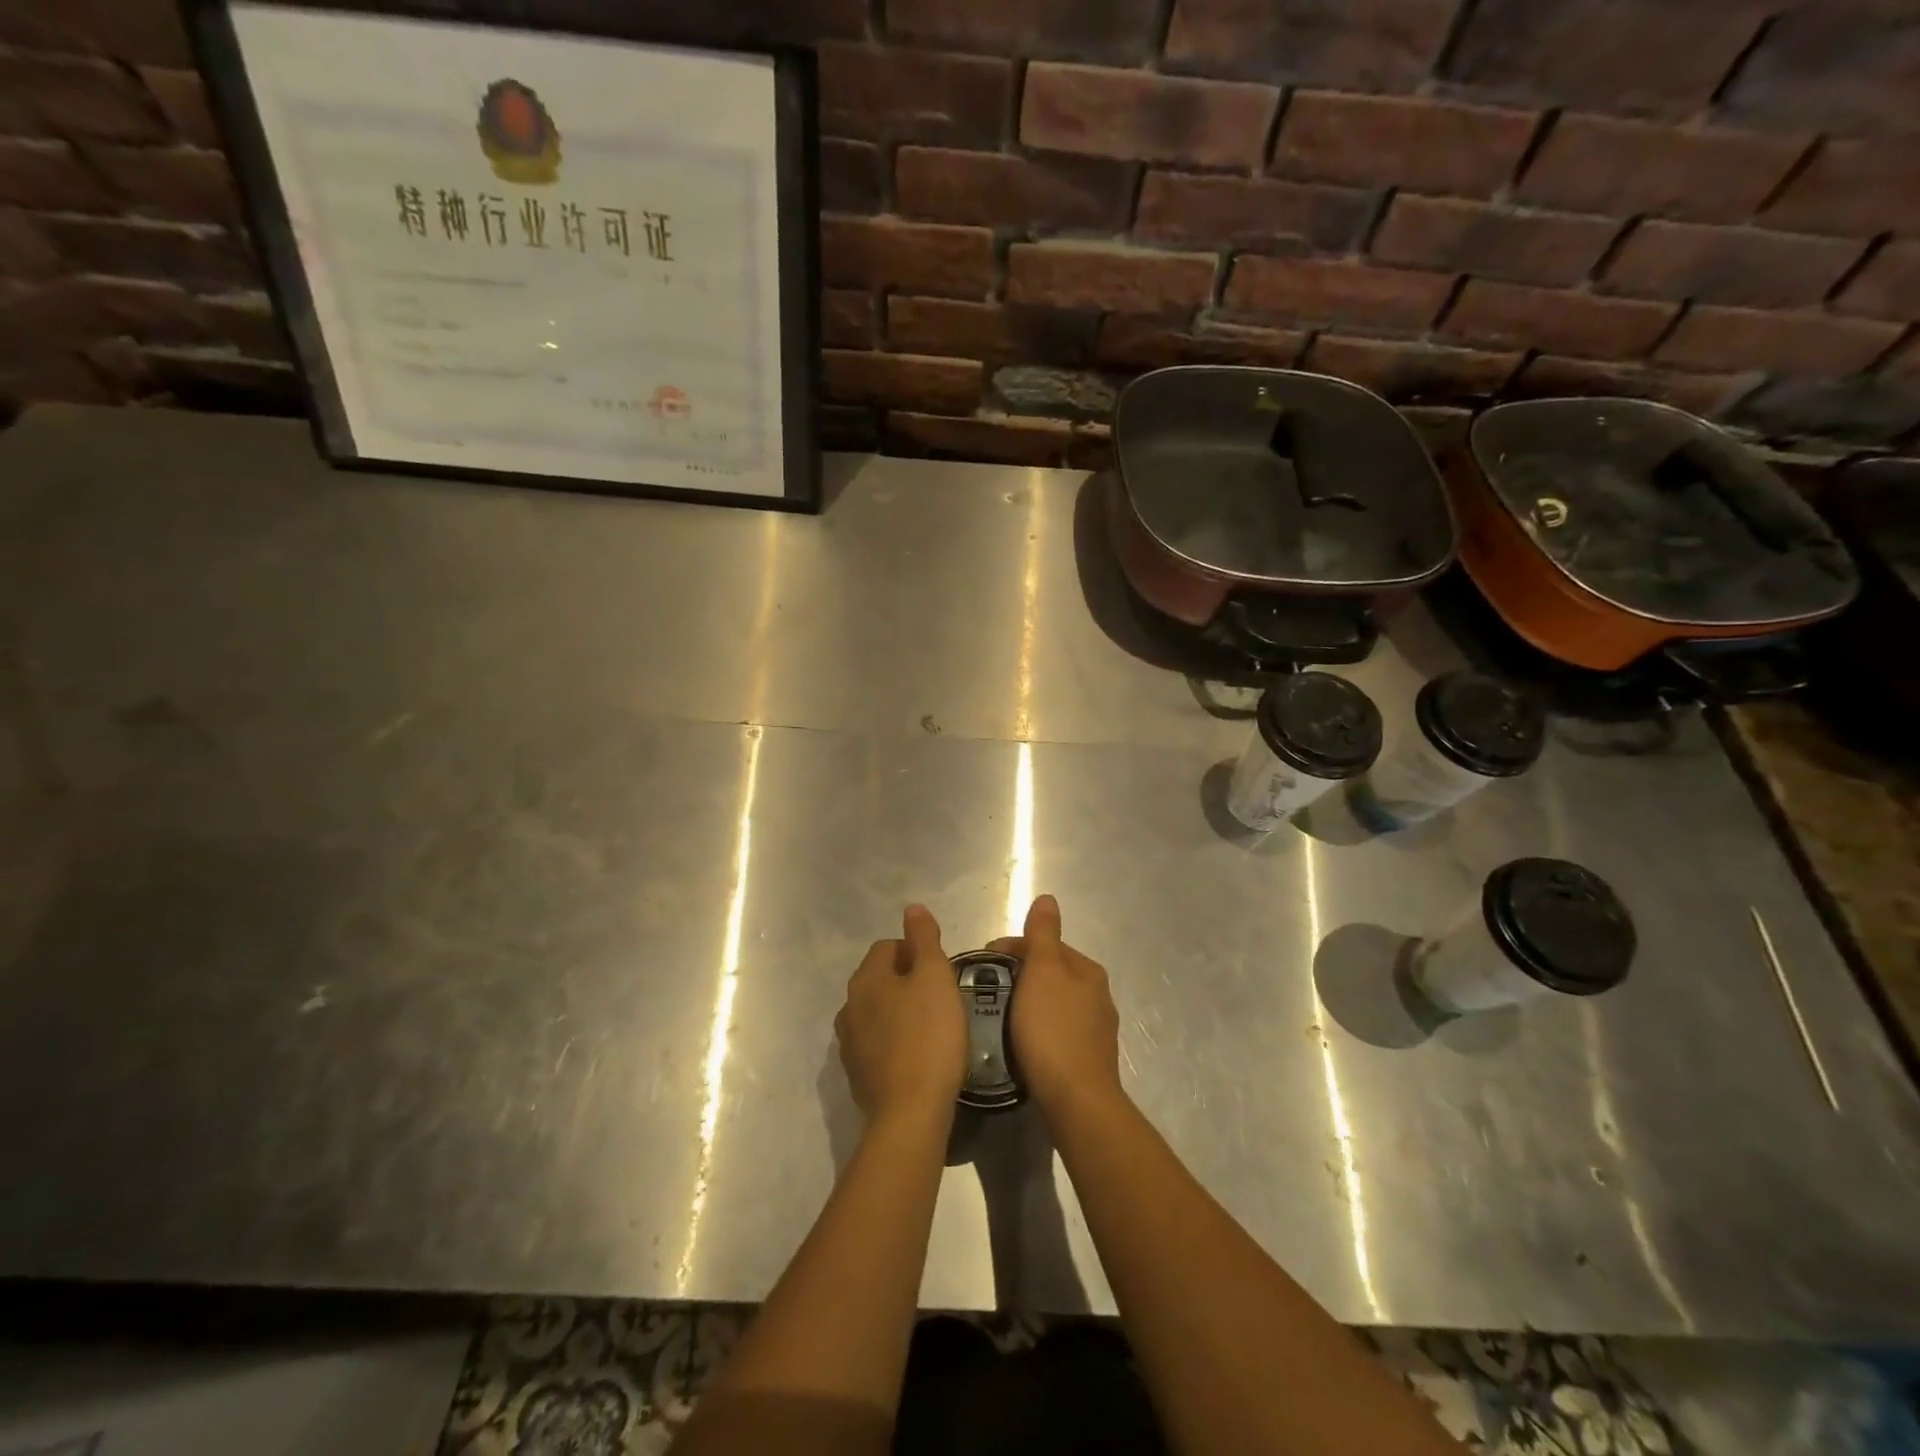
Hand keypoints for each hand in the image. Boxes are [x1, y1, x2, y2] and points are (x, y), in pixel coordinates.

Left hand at [836, 904, 967, 1125]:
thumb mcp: (935, 977)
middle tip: (941, 996)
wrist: (910, 1113)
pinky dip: (895, 1040)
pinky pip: (878, 1042)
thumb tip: (912, 908)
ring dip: (900, 1011)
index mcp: (865, 979)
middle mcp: (849, 1006)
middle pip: (880, 978)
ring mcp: (849, 1043)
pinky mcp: (857, 1074)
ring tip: (932, 1025)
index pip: (887, 946)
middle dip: (908, 980)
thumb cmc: (929, 1036)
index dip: (916, 951)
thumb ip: (923, 938)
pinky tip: (918, 1054)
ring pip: (877, 1011)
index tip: (942, 970)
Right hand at [998, 895, 1123, 1119]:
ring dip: (1030, 1001)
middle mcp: (1098, 995)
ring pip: (1056, 1002)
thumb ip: (1043, 935)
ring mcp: (1097, 1029)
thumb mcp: (1042, 972)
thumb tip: (1048, 899)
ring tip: (1001, 1014)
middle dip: (1022, 973)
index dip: (1013, 947)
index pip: (1046, 944)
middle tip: (989, 988)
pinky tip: (1024, 1042)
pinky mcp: (1089, 1059)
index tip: (982, 961)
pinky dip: (1039, 1027)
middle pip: (1053, 972)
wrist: (1077, 1100)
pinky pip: (1059, 1031)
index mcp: (1087, 970)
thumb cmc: (1052, 1030)